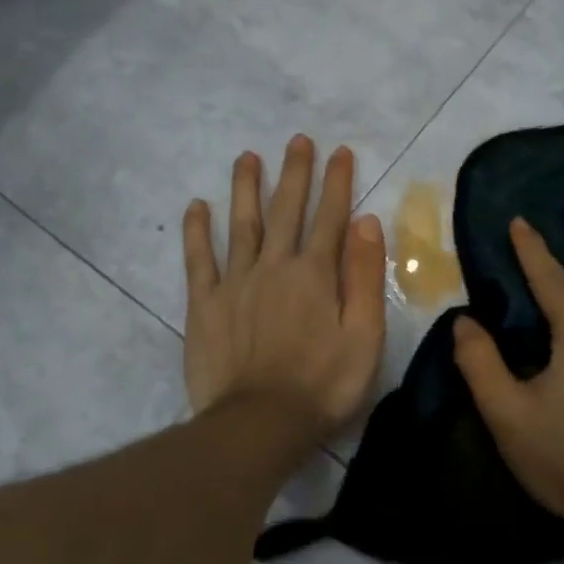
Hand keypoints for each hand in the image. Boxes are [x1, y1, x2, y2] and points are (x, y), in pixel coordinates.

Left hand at [183, 136, 386, 439]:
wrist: (260, 422)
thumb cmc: (323, 385)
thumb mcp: (364, 336)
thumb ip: (364, 276)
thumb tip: (366, 222)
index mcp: (315, 274)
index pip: (330, 217)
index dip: (336, 183)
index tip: (339, 151)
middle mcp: (274, 266)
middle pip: (285, 210)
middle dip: (294, 173)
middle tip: (297, 141)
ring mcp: (235, 282)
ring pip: (241, 224)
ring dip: (246, 188)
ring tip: (247, 156)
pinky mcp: (205, 304)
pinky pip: (199, 259)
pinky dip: (197, 231)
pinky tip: (197, 206)